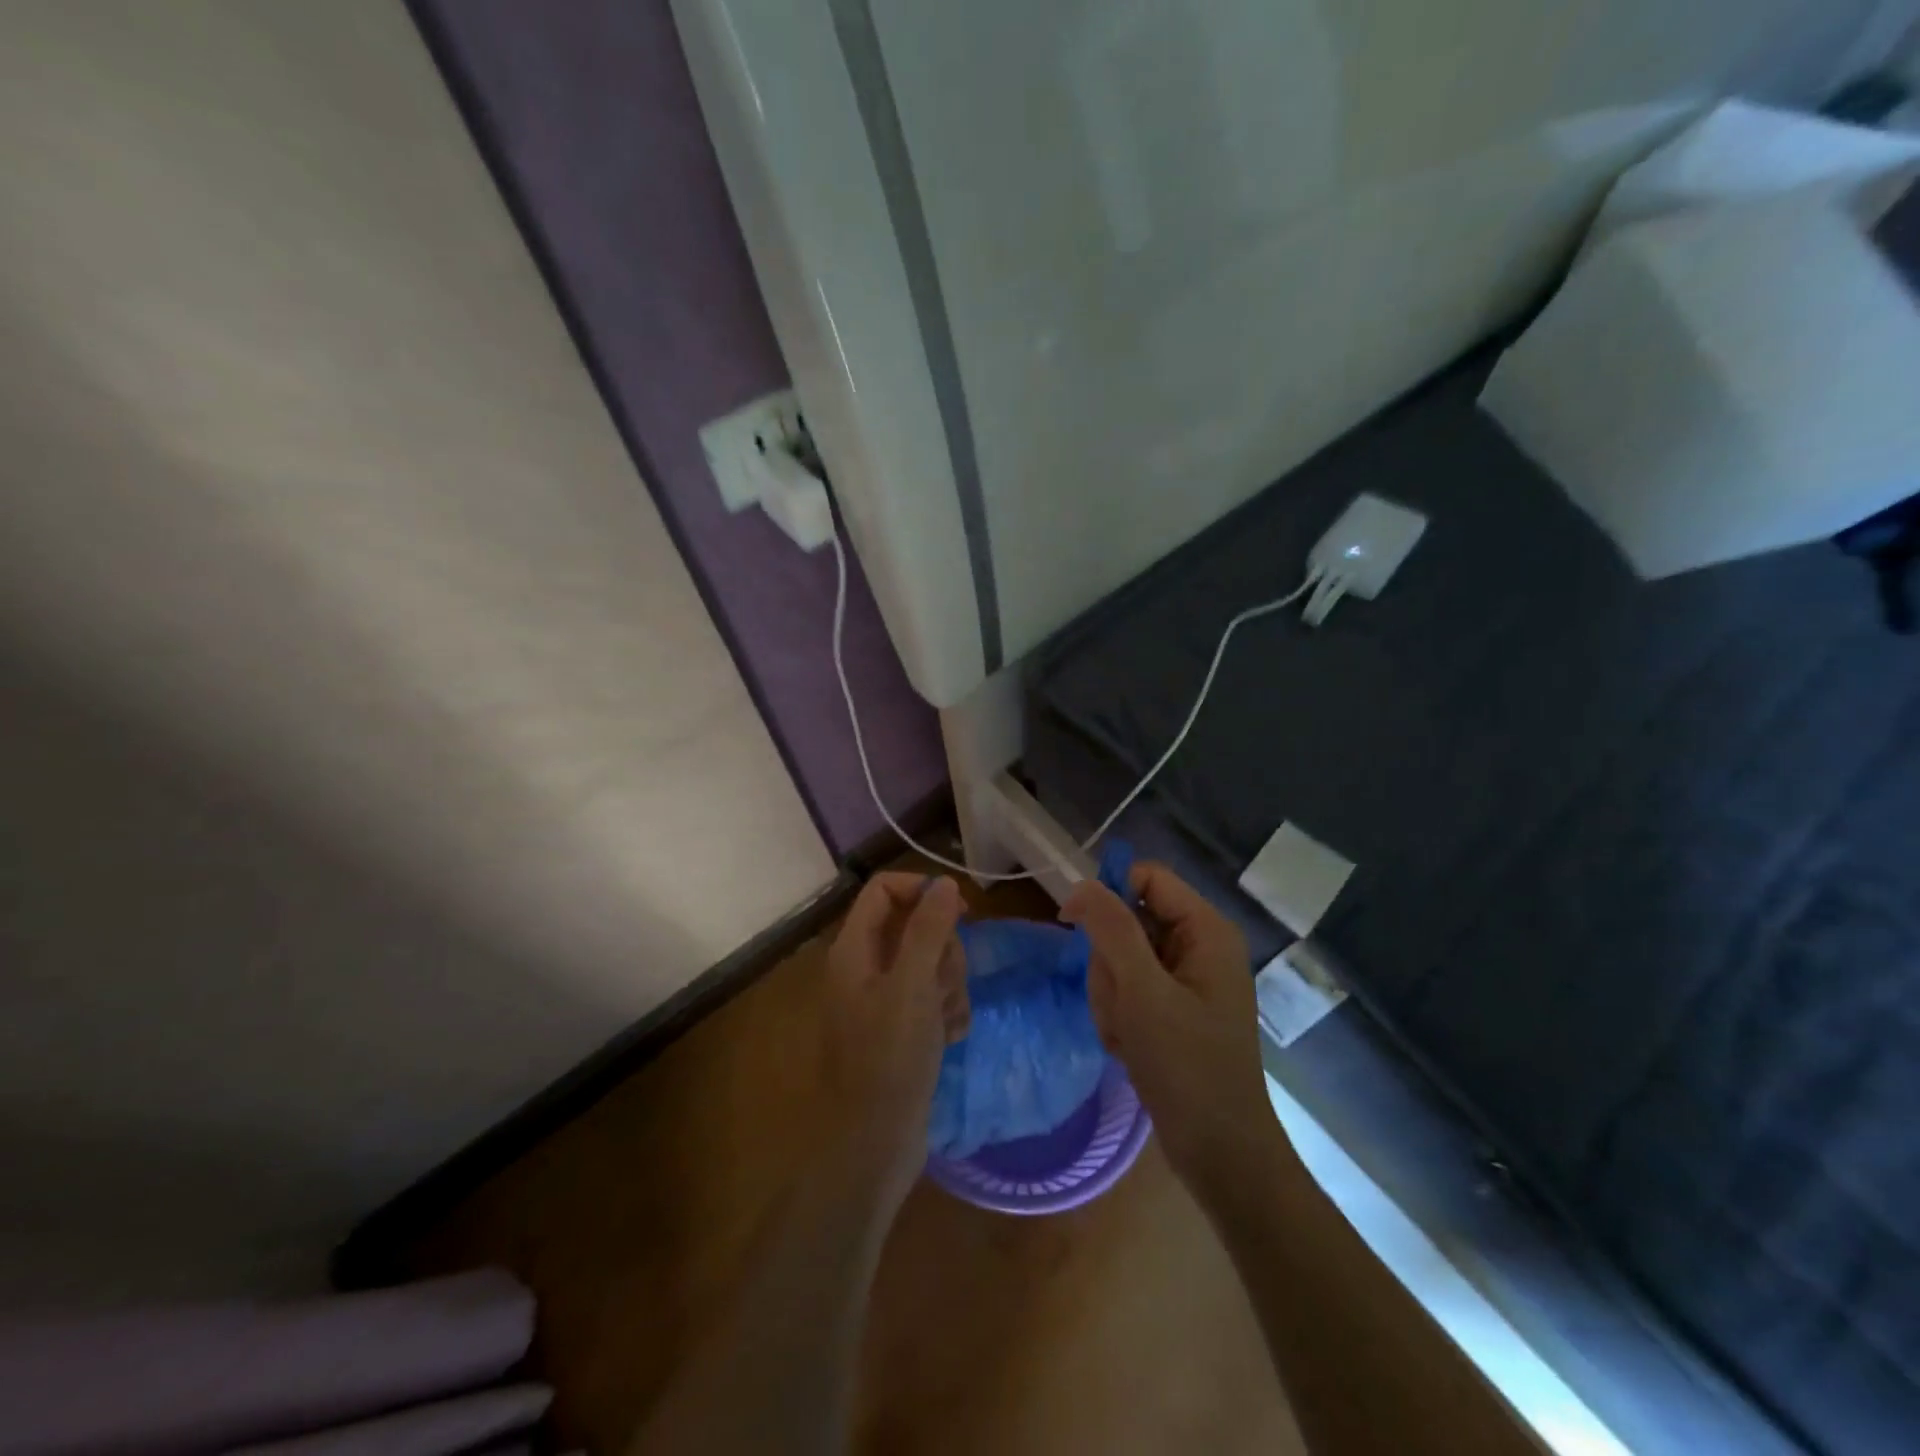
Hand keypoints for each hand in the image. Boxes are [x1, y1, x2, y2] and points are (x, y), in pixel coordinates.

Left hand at [821, 873, 967, 1212]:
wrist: (874, 1144)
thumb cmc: (888, 1059)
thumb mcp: (912, 986)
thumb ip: (928, 928)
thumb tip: (944, 882)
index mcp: (854, 949)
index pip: (884, 890)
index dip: (921, 890)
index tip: (960, 912)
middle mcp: (866, 967)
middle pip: (915, 926)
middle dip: (943, 951)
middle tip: (943, 984)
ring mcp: (885, 1000)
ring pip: (931, 963)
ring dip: (949, 985)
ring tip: (945, 1020)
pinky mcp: (903, 1029)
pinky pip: (934, 998)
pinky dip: (947, 1012)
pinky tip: (949, 1038)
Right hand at [1062, 863, 1278, 1192]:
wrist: (1220, 1153)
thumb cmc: (1187, 1066)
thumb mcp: (1143, 991)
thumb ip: (1112, 929)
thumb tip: (1083, 884)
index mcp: (1206, 930)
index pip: (1147, 878)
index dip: (1108, 893)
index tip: (1071, 922)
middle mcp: (1199, 946)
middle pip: (1128, 921)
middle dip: (1110, 964)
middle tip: (1121, 1005)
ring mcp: (1186, 980)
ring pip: (1121, 959)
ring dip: (1111, 996)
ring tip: (1127, 1034)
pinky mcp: (1173, 1009)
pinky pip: (1128, 990)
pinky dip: (1119, 1017)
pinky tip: (1130, 1048)